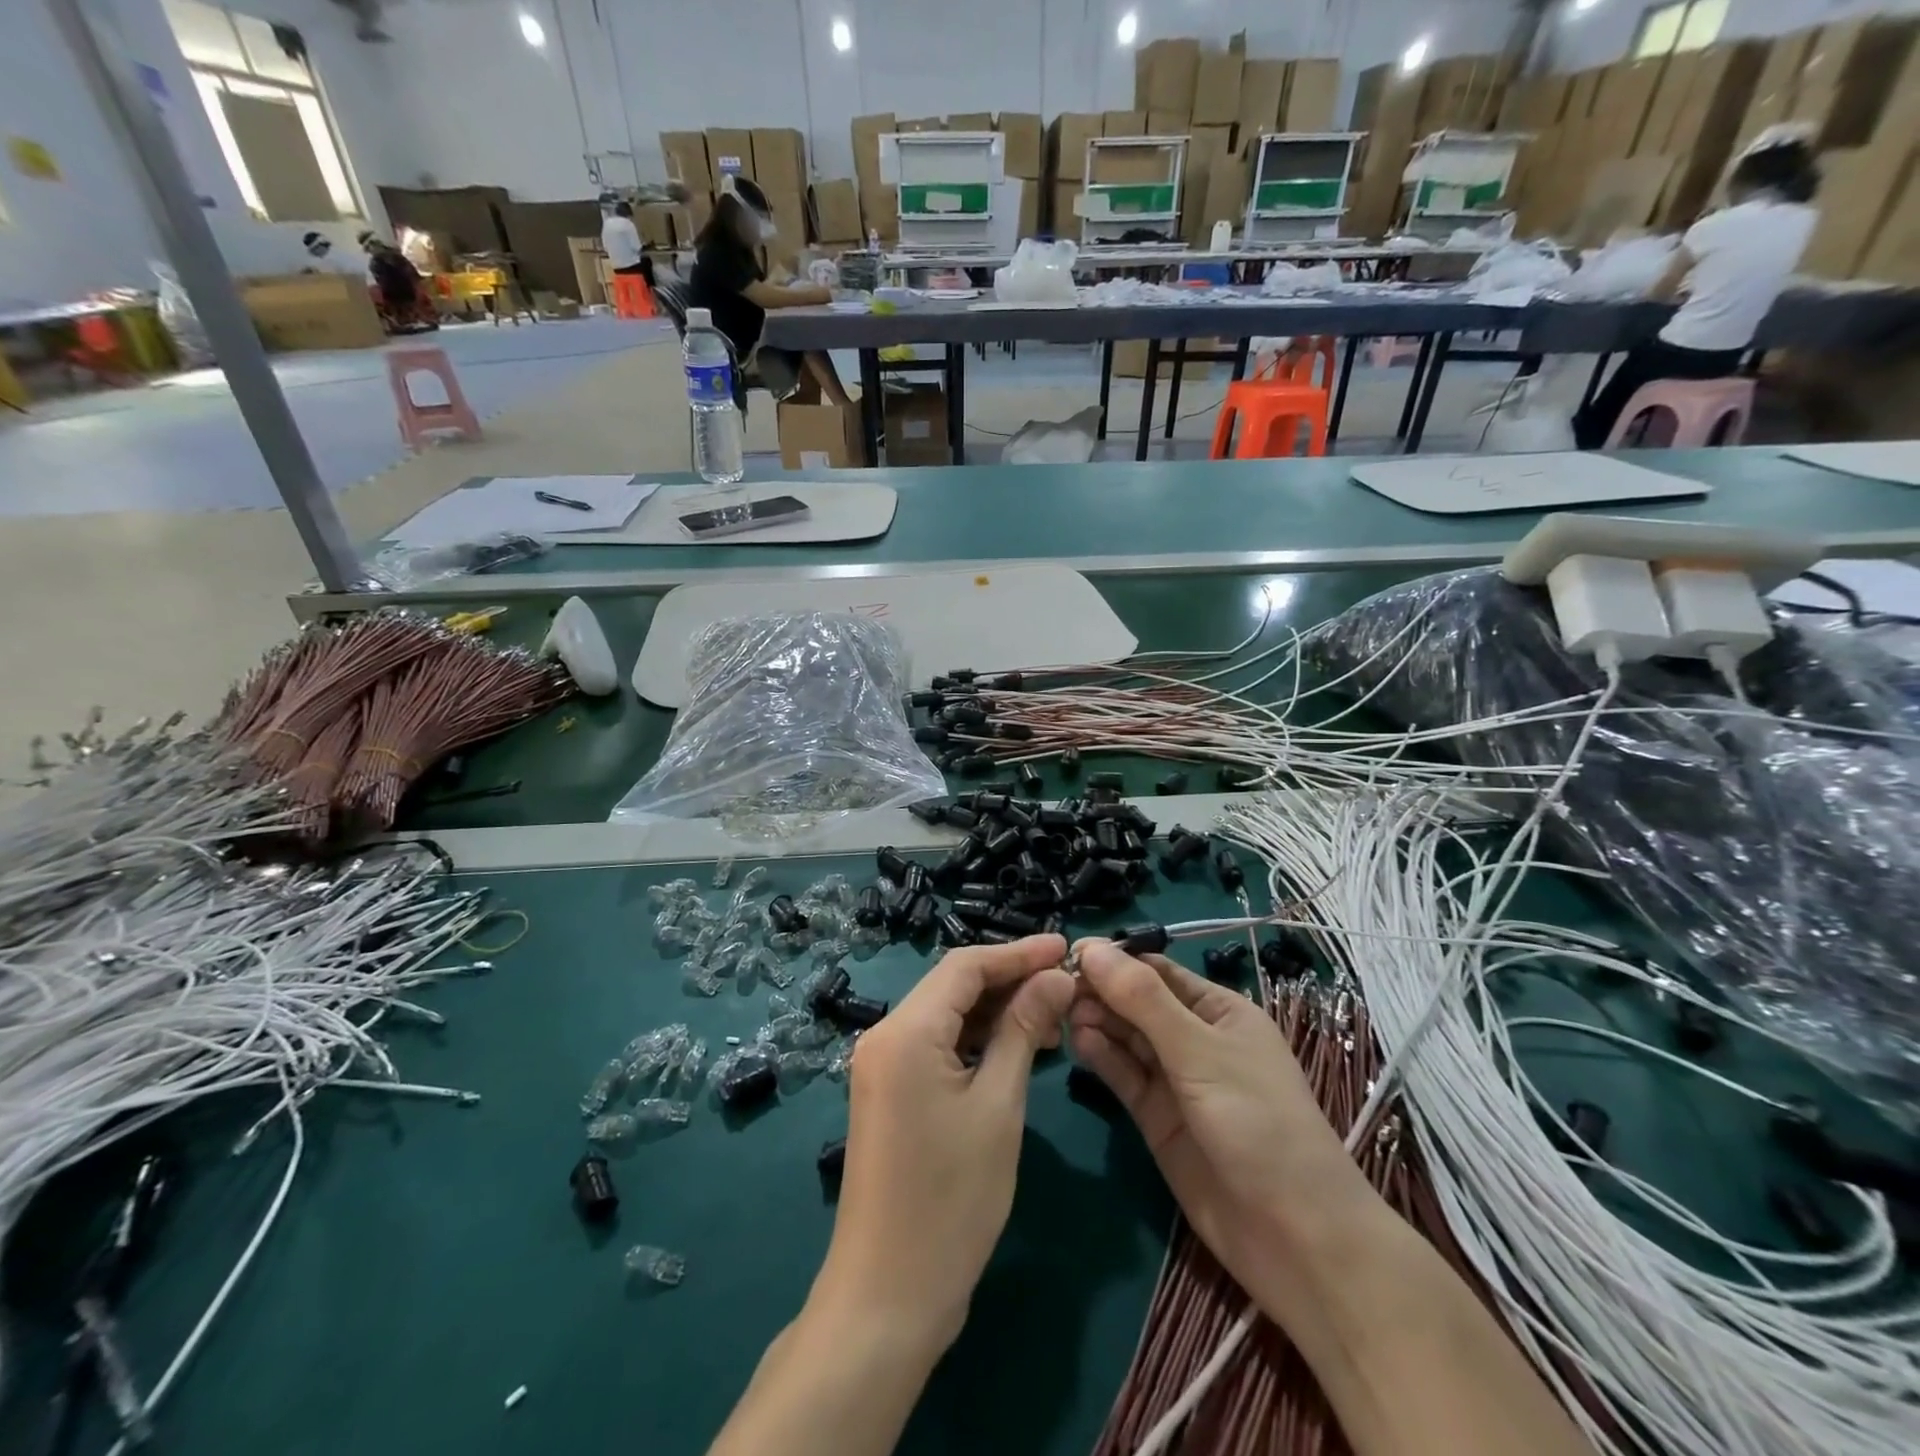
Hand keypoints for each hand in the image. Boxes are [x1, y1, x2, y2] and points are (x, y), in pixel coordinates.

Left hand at [815, 935, 1073, 1354]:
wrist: (889, 1295)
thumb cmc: (951, 1199)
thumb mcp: (997, 1106)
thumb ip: (1023, 1030)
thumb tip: (1055, 977)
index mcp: (905, 1031)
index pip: (965, 965)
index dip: (1018, 952)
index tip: (1065, 947)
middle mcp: (886, 1035)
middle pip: (953, 985)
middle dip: (1009, 979)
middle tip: (1066, 984)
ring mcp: (883, 1065)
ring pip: (947, 1014)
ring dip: (996, 1010)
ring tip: (1052, 1016)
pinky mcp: (890, 1091)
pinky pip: (937, 1045)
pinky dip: (977, 1040)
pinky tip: (1017, 1047)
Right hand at [1067, 941, 1381, 1310]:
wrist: (1294, 1237)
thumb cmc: (1259, 1123)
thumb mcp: (1200, 1052)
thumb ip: (1143, 1001)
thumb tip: (1093, 949)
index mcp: (1218, 1011)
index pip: (1157, 971)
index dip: (1115, 960)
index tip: (1069, 954)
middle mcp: (1194, 1038)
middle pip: (1136, 1002)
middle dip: (1101, 991)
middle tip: (1057, 988)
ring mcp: (1174, 1080)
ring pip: (1125, 1038)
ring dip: (1097, 1021)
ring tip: (1064, 1014)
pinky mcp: (1156, 1117)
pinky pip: (1123, 1075)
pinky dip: (1101, 1057)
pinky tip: (1078, 1042)